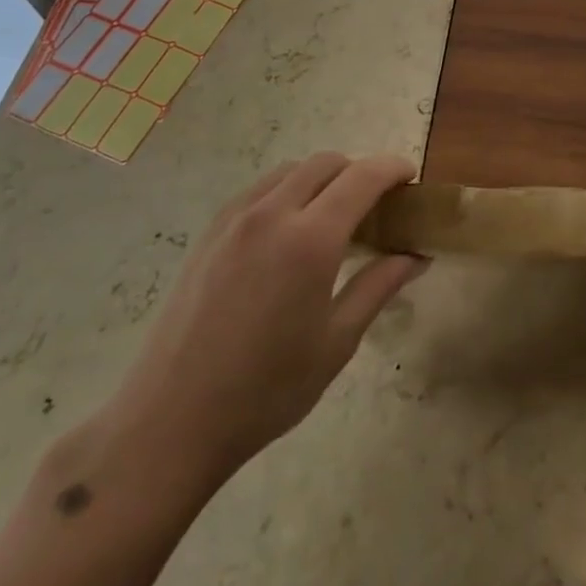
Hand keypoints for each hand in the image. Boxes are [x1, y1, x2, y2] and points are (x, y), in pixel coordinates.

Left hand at [101, 153, 426, 499]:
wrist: (169, 423)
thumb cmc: (265, 390)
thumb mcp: (336, 342)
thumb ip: (379, 287)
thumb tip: (416, 256)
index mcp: (310, 240)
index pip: (362, 177)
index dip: (392, 168)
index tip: (410, 177)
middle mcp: (272, 214)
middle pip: (326, 163)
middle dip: (359, 170)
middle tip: (377, 203)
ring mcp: (235, 220)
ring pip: (290, 170)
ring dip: (322, 178)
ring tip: (334, 216)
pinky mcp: (210, 233)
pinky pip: (259, 190)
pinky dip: (288, 190)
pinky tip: (290, 231)